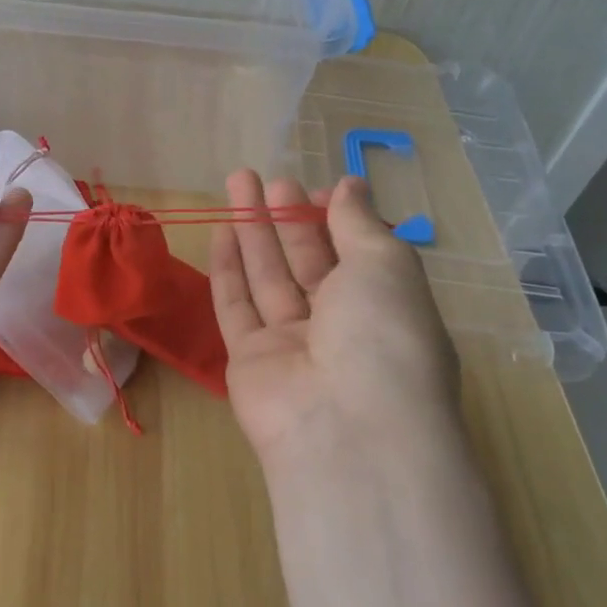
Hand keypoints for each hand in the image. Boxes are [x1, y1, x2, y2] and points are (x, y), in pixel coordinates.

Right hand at [211, 170, 462, 470]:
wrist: (345, 428)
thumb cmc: (383, 335)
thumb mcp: (386, 265)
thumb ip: (360, 222)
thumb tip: (350, 185)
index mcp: (384, 307)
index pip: (356, 255)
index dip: (335, 220)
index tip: (315, 188)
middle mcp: (339, 327)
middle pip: (307, 262)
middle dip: (287, 218)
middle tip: (266, 178)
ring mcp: (291, 345)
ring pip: (267, 278)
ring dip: (253, 231)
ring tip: (236, 182)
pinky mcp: (248, 360)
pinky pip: (236, 307)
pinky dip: (228, 270)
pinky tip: (220, 231)